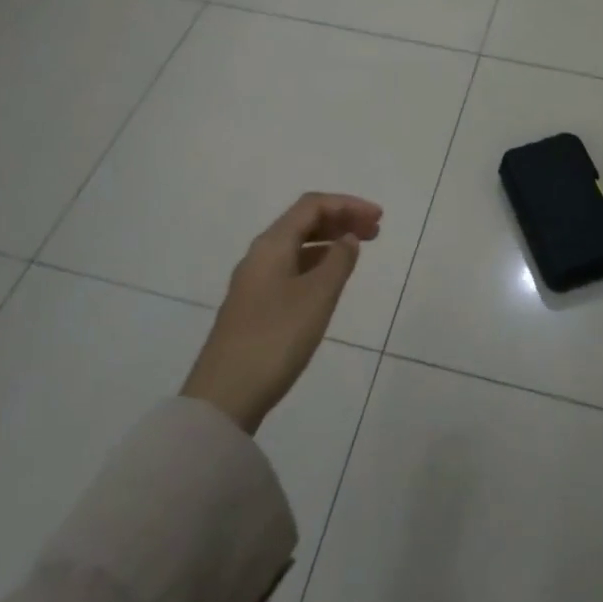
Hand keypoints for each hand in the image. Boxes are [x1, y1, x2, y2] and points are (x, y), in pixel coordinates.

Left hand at [181, 193, 380, 434]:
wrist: (224, 397)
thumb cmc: (276, 338)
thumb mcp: (317, 296)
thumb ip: (338, 261)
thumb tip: (348, 238)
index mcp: (272, 244)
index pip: (313, 205)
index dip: (348, 204)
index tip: (379, 218)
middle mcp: (260, 254)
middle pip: (303, 221)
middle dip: (340, 219)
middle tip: (375, 231)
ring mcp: (254, 281)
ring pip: (297, 245)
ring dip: (329, 241)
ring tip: (357, 252)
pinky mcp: (254, 306)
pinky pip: (291, 267)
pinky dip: (316, 263)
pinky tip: (330, 280)